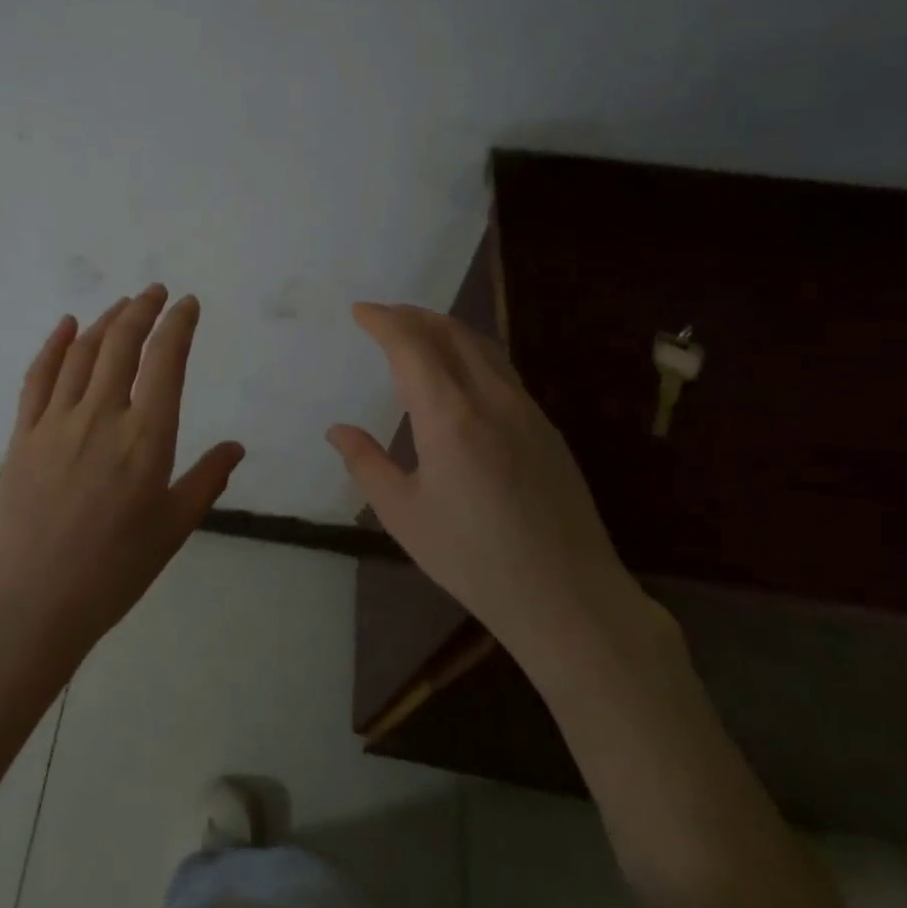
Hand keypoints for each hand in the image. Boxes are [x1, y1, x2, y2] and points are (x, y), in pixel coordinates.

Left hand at [0, 284, 244, 668]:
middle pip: (122, 343)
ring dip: (105, 320)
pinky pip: (39, 376)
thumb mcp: (172, 529)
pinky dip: (54, 344)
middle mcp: (102, 416)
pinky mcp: (23, 433)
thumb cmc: (113, 570)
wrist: (32, 600)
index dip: (178, 325)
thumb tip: (235, 447)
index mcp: (146, 439)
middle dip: (143, 309)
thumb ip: (206, 480)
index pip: (166, 362)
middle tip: (156, 292)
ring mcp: (57, 421)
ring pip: (83, 352)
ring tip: (123, 305)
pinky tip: (66, 325)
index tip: (188, 305)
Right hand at [327, 303, 662, 678]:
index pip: (412, 346)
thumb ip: (367, 464)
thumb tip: (338, 431)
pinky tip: (460, 372)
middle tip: (383, 315)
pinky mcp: (546, 428)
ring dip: (444, 328)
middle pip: (451, 332)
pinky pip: (502, 369)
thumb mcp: (404, 515)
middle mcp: (491, 399)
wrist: (567, 596)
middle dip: (413, 315)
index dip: (384, 321)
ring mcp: (525, 410)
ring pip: (482, 346)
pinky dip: (470, 351)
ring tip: (417, 331)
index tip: (360, 311)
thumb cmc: (473, 558)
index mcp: (449, 417)